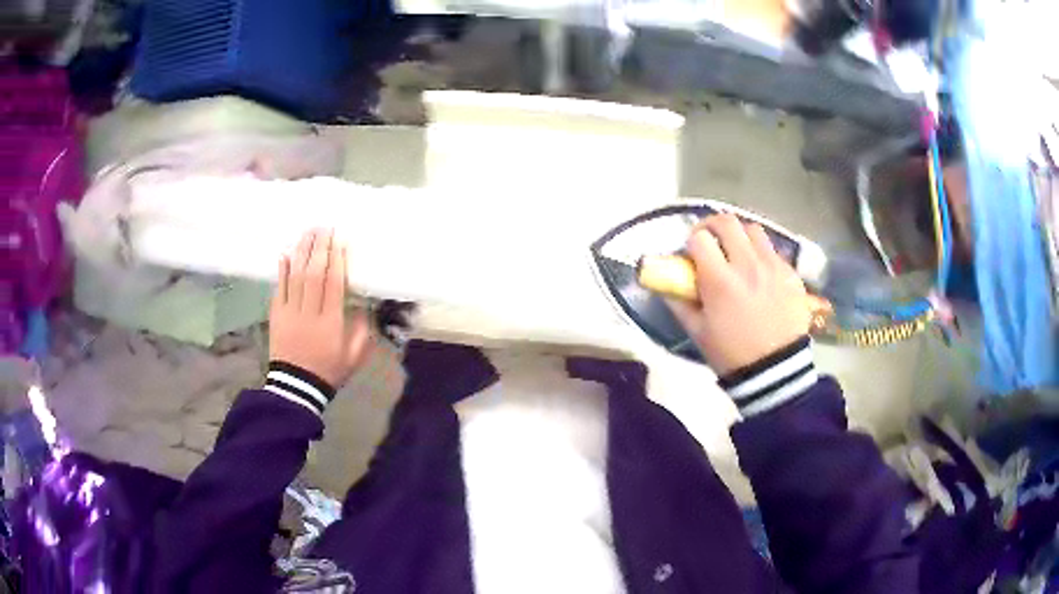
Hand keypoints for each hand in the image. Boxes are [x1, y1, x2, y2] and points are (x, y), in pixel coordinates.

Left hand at [270, 229, 371, 388]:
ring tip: (307, 232)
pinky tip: (285, 253)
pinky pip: (279, 288)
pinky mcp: (276, 315)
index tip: (339, 240)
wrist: (296, 387)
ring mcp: (290, 313)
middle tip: (323, 227)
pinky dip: (282, 270)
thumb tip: (362, 306)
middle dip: (319, 248)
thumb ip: (361, 332)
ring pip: (295, 277)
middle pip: (313, 274)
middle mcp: (309, 313)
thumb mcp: (353, 357)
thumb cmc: (328, 370)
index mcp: (330, 323)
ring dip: (301, 252)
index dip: (336, 261)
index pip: (333, 285)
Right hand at [668, 214, 810, 375]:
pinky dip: (762, 254)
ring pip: (753, 229)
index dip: (691, 241)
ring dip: (740, 236)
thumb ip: (679, 303)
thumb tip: (664, 284)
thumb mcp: (698, 332)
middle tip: (710, 241)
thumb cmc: (732, 354)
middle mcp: (747, 265)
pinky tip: (760, 274)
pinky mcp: (791, 274)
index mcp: (720, 280)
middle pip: (727, 222)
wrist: (776, 371)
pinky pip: (773, 251)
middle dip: (713, 226)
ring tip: (738, 252)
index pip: (700, 238)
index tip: (691, 252)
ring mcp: (773, 266)